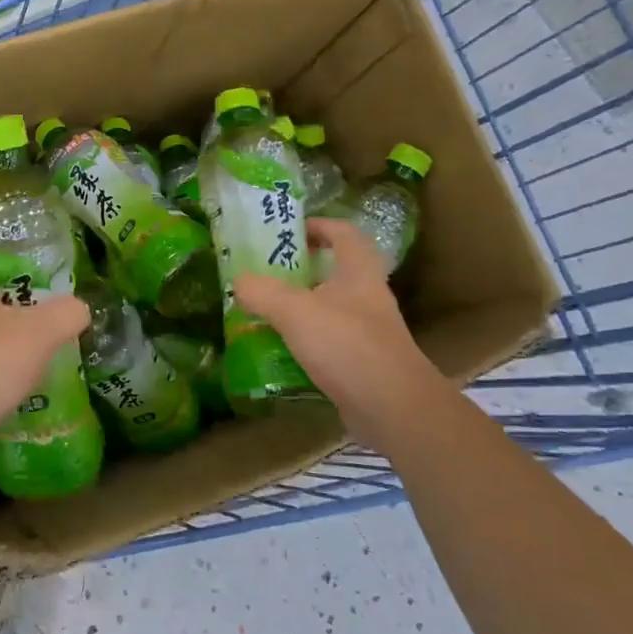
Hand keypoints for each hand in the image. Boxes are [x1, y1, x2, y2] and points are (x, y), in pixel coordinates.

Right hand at [232, 218, 442, 447]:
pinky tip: (279, 350)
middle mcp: (367, 296)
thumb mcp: (295, 311)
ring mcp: (367, 331)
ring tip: (264, 310)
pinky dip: (304, 342)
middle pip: (334, 271)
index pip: (343, 232)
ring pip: (329, 308)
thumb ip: (262, 291)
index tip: (289, 231)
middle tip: (266, 272)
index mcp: (358, 271)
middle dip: (301, 269)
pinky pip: (328, 342)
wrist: (393, 408)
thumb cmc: (347, 345)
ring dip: (300, 307)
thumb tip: (239, 281)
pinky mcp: (361, 362)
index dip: (318, 225)